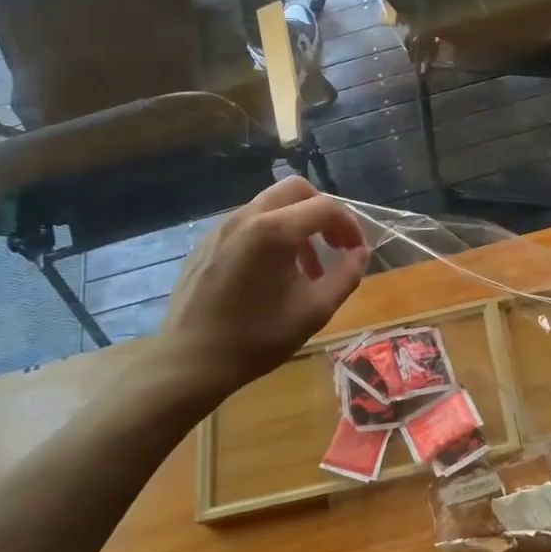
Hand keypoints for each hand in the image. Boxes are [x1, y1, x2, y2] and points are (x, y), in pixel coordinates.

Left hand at [150, 177, 368, 410]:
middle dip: (322, 211)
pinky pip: (248, 222)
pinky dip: (271, 233)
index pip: (326, 207)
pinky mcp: (207, 241)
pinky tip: (271, 273)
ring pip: (271, 204)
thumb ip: (346, 276)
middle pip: (296, 189)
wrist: (190, 362)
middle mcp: (247, 217)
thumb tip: (359, 253)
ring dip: (297, 223)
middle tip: (334, 243)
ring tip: (305, 266)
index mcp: (274, 231)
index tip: (356, 251)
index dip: (349, 225)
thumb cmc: (257, 339)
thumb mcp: (314, 311)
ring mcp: (222, 227)